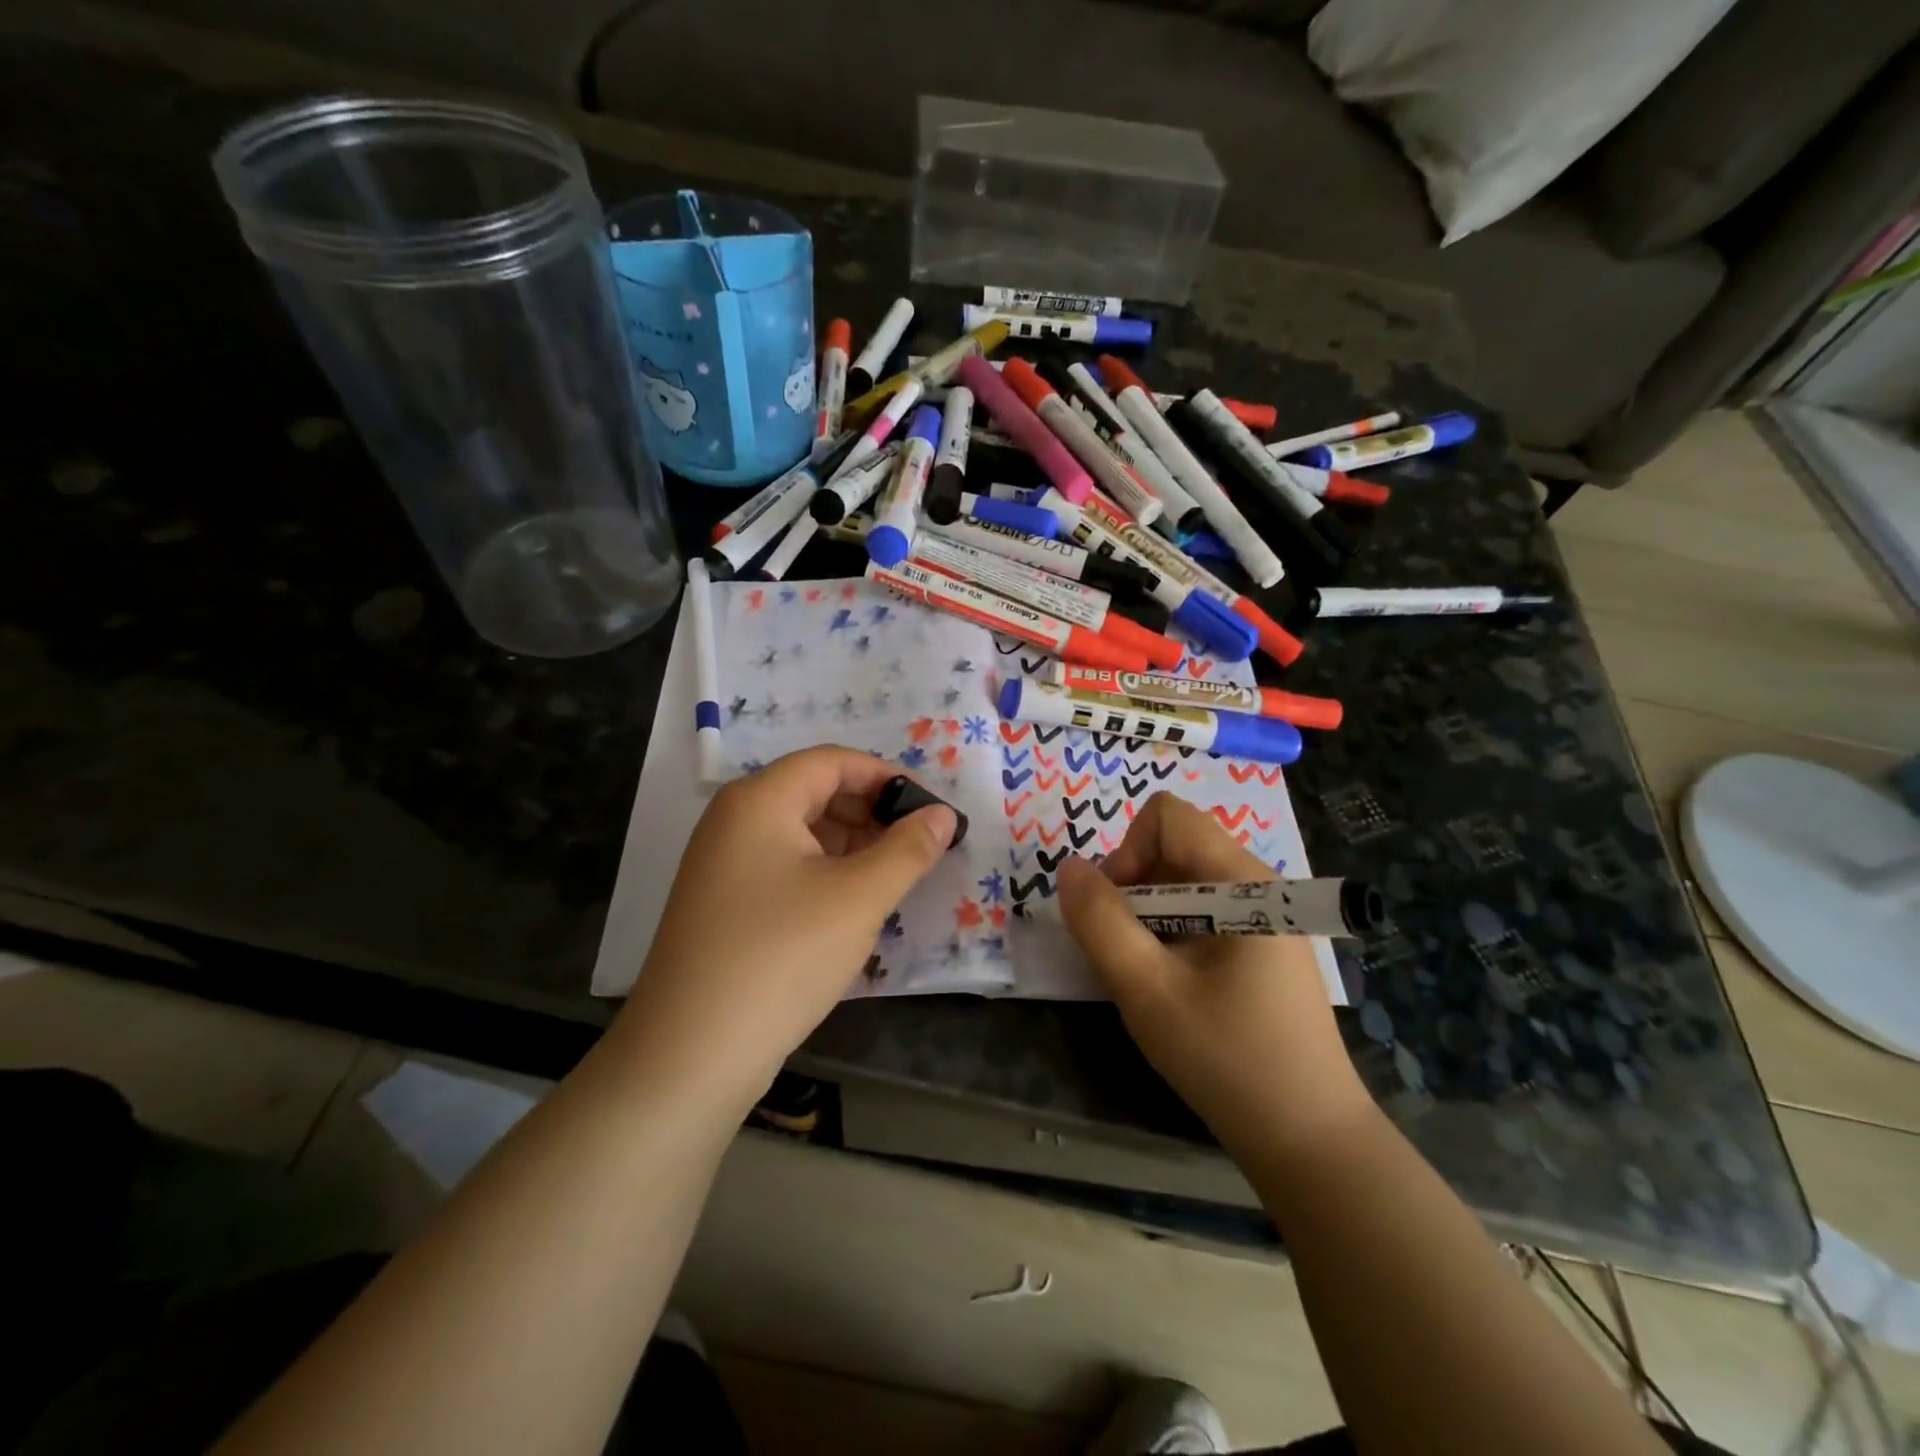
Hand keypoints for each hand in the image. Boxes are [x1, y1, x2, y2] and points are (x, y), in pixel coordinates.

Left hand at [614, 746, 956, 1111]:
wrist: (691, 1054)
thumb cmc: (782, 956)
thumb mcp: (858, 898)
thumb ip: (908, 850)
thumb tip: (944, 816)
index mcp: (760, 800)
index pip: (833, 761)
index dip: (888, 777)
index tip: (932, 810)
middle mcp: (734, 820)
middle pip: (815, 792)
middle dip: (872, 813)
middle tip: (919, 847)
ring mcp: (723, 864)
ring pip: (801, 833)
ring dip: (852, 846)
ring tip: (895, 878)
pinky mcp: (723, 904)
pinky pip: (784, 867)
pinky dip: (825, 874)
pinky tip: (853, 906)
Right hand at [1056, 793, 1370, 1159]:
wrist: (1310, 1140)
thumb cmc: (1227, 1059)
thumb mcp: (1146, 991)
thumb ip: (1099, 922)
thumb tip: (1069, 868)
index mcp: (1243, 882)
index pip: (1168, 815)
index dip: (1128, 851)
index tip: (1121, 911)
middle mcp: (1261, 885)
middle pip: (1176, 845)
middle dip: (1136, 886)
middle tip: (1130, 951)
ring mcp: (1270, 917)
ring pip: (1188, 879)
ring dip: (1152, 913)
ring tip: (1152, 973)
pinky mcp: (1267, 945)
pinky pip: (1207, 909)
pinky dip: (1175, 931)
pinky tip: (1179, 984)